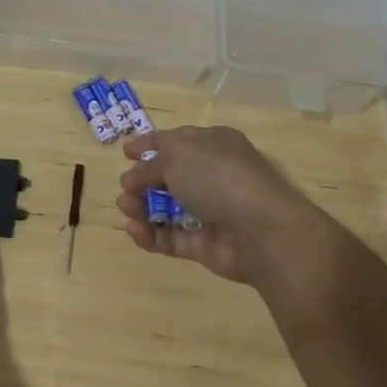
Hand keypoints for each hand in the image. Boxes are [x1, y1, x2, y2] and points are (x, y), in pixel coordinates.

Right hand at [117, 125, 338, 287]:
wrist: (261, 230)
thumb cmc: (218, 177)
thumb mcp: (175, 156)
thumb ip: (148, 167)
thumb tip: (131, 178)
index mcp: (211, 144)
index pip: (174, 141)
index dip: (149, 146)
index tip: (126, 154)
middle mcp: (211, 175)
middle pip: (167, 177)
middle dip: (141, 182)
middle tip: (125, 191)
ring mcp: (209, 211)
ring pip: (166, 209)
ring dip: (141, 208)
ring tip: (126, 209)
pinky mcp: (204, 245)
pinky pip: (170, 238)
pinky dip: (150, 235)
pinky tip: (135, 229)